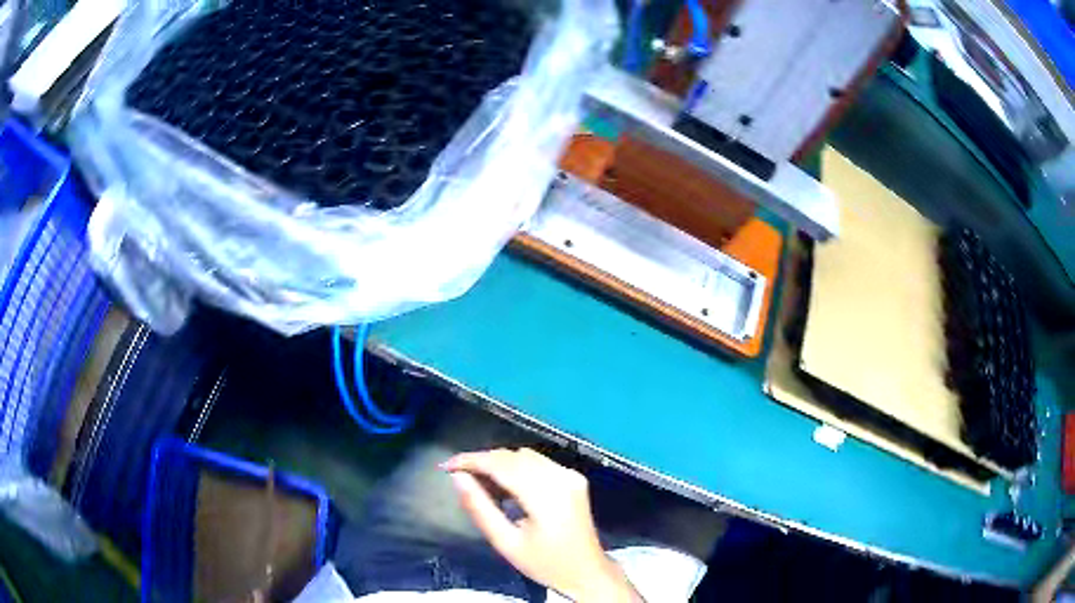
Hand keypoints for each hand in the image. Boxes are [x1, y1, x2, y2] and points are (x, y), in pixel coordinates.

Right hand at [442, 448, 640, 602]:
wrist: (587, 572)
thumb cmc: (545, 564)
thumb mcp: (506, 543)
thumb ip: (480, 508)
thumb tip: (458, 479)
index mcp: (546, 495)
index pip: (501, 464)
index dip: (471, 461)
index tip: (447, 466)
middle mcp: (561, 477)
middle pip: (513, 456)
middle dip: (483, 461)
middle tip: (460, 477)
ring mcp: (570, 475)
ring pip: (525, 456)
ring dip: (500, 463)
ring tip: (480, 482)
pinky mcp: (574, 478)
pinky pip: (538, 462)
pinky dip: (517, 467)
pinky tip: (505, 485)